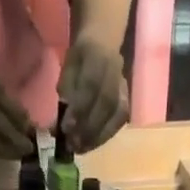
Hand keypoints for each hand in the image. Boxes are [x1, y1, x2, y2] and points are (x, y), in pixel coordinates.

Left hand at [56, 37, 128, 152]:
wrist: (105, 40)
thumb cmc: (82, 56)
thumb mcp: (69, 64)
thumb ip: (66, 88)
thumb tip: (62, 116)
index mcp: (98, 57)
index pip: (90, 85)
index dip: (79, 108)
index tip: (66, 128)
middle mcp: (115, 72)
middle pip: (106, 104)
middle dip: (88, 128)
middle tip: (73, 145)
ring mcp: (124, 87)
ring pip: (116, 115)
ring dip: (98, 136)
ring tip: (82, 149)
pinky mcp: (127, 99)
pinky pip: (120, 121)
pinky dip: (106, 135)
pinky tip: (92, 144)